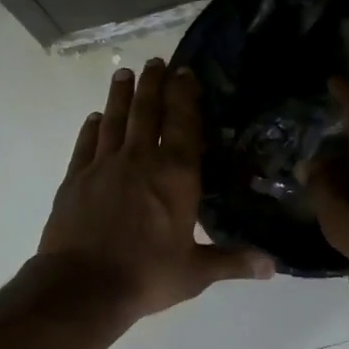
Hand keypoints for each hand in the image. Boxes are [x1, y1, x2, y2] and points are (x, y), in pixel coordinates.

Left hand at [39, 59, 272, 319]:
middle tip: (155, 61)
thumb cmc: (146, 276)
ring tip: (124, 73)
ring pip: (114, 120)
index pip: (183, 124)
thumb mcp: (195, 272)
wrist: (82, 287)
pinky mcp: (75, 179)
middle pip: (147, 111)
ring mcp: (103, 166)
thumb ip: (233, 261)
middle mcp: (140, 160)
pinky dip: (92, 127)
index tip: (184, 72)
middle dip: (152, 84)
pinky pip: (86, 144)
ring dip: (120, 95)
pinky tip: (95, 118)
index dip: (184, 95)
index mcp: (175, 176)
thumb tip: (274, 266)